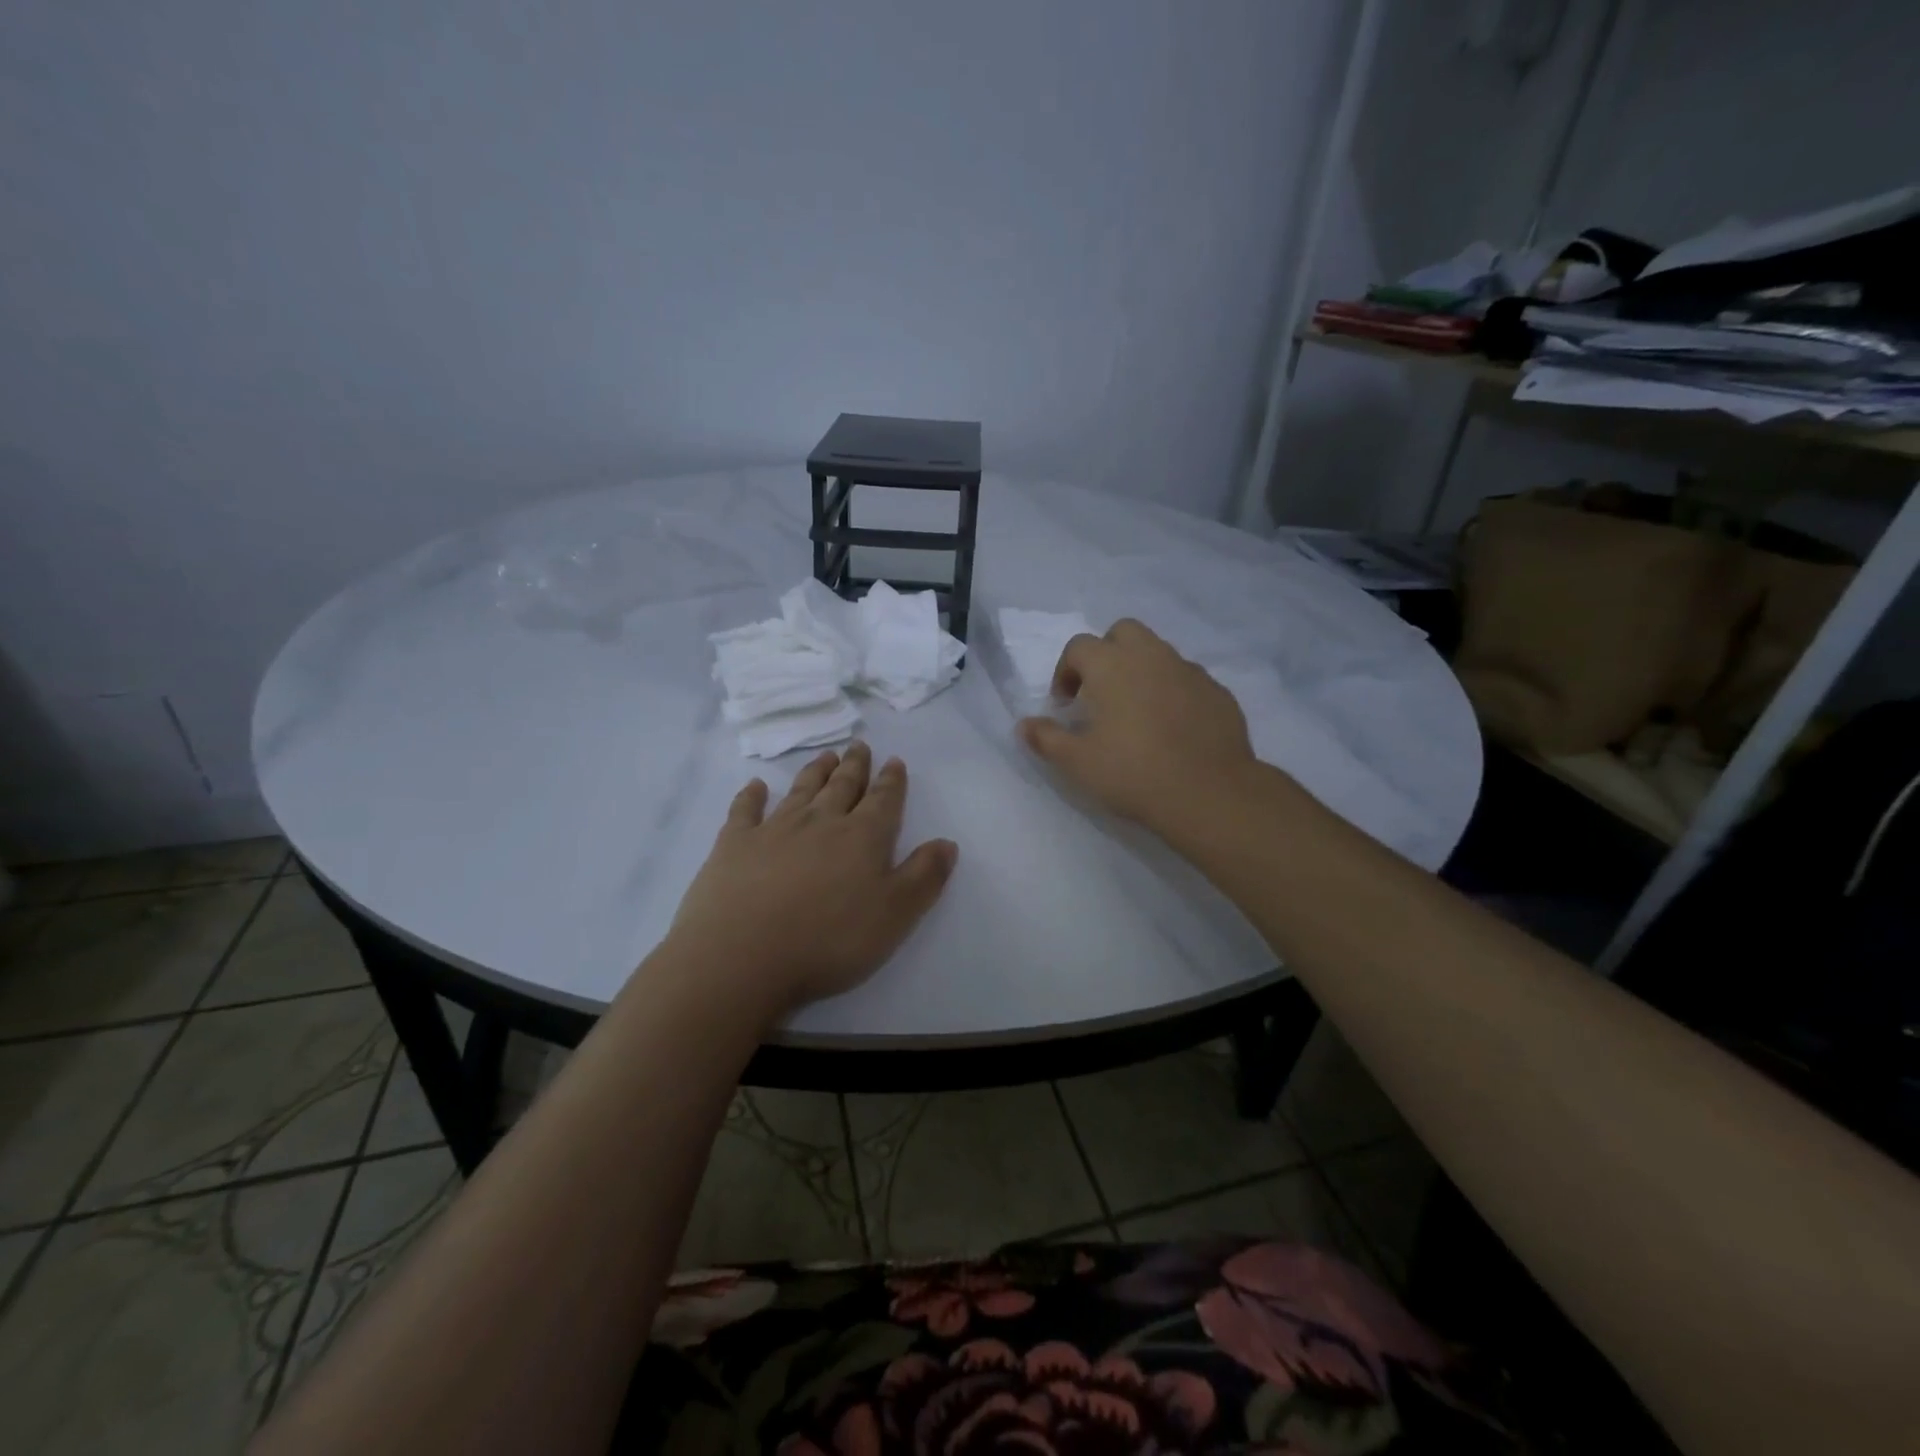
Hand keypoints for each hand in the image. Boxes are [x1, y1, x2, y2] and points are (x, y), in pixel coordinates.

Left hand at [666, 743, 957, 1016]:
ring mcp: (774, 829)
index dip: (891, 780)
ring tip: (827, 756)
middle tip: (859, 746)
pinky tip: (756, 786)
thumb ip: (924, 876)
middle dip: (855, 766)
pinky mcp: (734, 844)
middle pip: (842, 786)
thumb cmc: (829, 940)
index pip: (883, 800)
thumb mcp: (895, 915)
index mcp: (862, 837)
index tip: (894, 761)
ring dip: (816, 771)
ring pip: (801, 790)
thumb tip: (947, 842)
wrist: (743, 957)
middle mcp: (821, 822)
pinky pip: (745, 810)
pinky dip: (752, 795)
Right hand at [1017, 618, 1257, 831]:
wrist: (1208, 793)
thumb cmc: (1132, 772)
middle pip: (1123, 632)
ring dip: (1141, 671)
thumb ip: (1046, 738)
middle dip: (1107, 653)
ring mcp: (1189, 671)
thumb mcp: (1077, 762)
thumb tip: (1024, 725)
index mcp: (1112, 665)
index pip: (1079, 646)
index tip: (1065, 704)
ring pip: (1159, 653)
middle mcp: (1151, 656)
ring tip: (1136, 712)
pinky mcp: (1217, 692)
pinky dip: (1173, 692)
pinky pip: (1187, 680)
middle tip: (1100, 692)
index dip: (1065, 671)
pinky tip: (1171, 728)